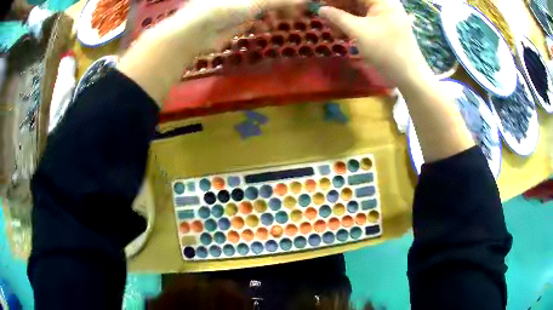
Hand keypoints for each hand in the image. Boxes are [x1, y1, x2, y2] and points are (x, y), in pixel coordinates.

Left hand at [117, 0, 301, 104]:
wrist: (195, 31)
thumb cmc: (225, 8)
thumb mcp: (257, 2)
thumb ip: (281, 1)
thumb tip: (305, 0)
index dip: (285, 0)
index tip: (300, 4)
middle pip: (267, 0)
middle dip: (282, 6)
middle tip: (295, 14)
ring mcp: (237, 7)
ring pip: (262, 8)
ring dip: (273, 15)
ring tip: (279, 22)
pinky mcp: (234, 21)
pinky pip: (254, 19)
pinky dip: (261, 23)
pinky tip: (264, 28)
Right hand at [319, 0, 432, 87]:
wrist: (409, 77)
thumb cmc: (386, 51)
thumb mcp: (358, 31)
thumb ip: (337, 17)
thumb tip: (321, 9)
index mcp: (382, 0)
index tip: (320, 4)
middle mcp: (384, 5)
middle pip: (355, 1)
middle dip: (338, 8)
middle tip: (323, 17)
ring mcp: (384, 16)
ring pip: (358, 11)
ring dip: (342, 18)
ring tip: (331, 29)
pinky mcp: (383, 28)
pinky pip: (364, 21)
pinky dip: (352, 26)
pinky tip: (341, 34)